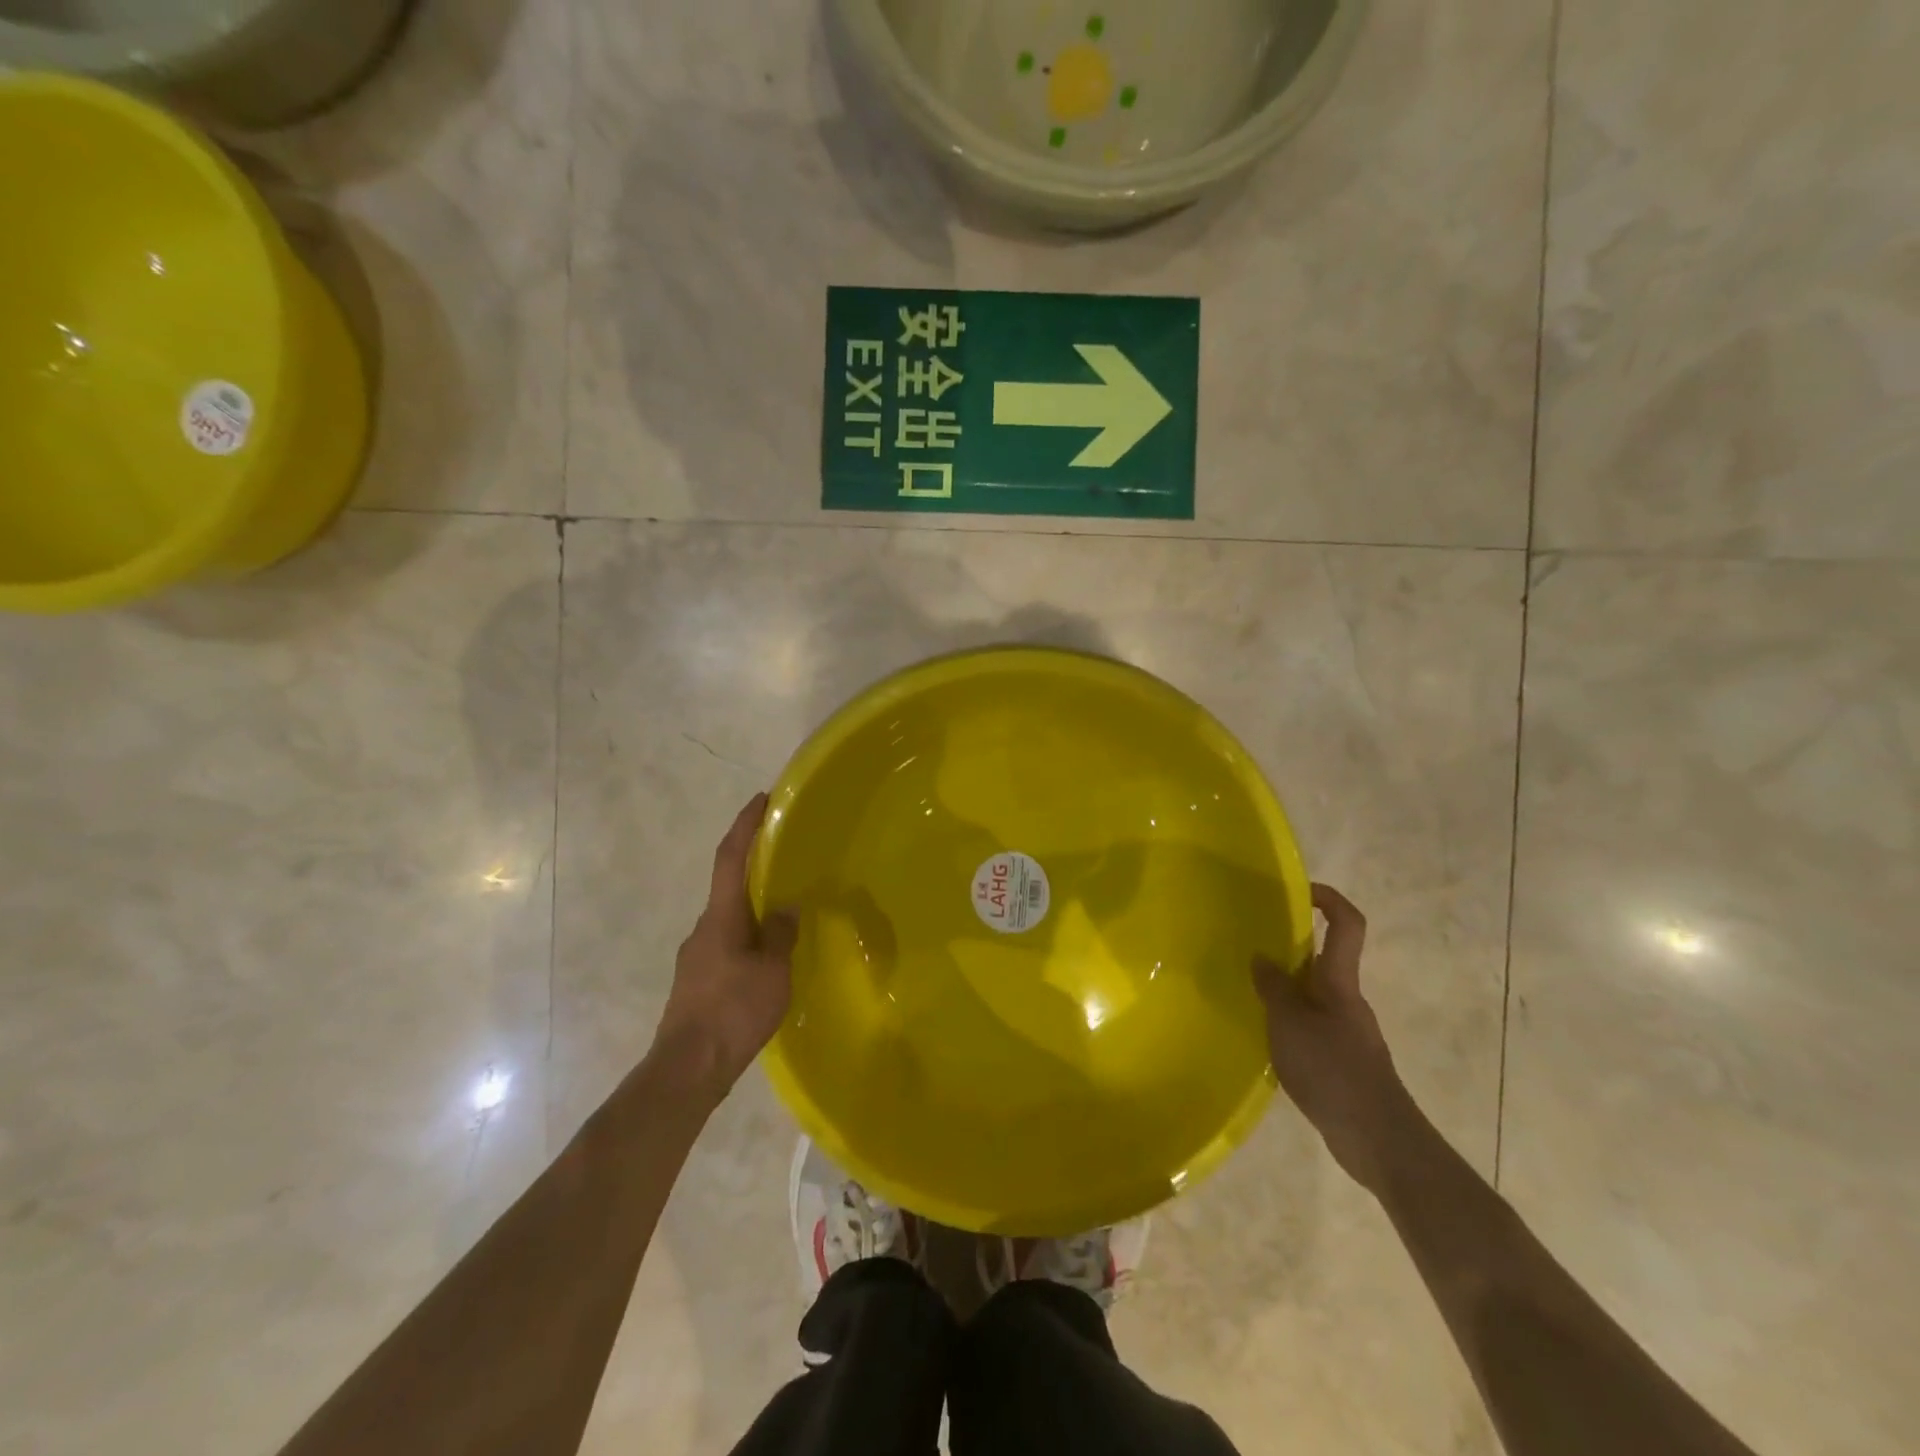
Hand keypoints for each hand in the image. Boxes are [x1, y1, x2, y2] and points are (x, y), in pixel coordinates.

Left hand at [654, 793, 797, 1095]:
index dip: (745, 825)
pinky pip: (728, 942)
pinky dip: (749, 935)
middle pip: (729, 885)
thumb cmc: (733, 1012)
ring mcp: (696, 955)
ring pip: (729, 918)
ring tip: (786, 911)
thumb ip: (781, 934)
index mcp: (721, 917)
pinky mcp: (697, 980)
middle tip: (786, 857)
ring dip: (753, 906)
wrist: (687, 1069)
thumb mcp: (772, 971)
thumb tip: (786, 908)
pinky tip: (769, 956)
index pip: (730, 857)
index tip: (761, 800)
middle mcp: (704, 928)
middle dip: (754, 865)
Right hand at [1254, 883, 1418, 1193]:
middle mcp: (1347, 999)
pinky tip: (1265, 1036)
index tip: (1300, 888)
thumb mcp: (1290, 1024)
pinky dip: (1289, 1019)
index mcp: (1339, 981)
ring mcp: (1347, 1030)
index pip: (1347, 924)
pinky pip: (1312, 1023)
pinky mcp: (1343, 1059)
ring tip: (1247, 991)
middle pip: (1325, 958)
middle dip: (1291, 945)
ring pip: (1314, 993)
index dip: (1329, 899)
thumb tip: (1262, 958)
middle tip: (1251, 941)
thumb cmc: (1333, 1070)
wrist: (1378, 1139)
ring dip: (1285, 986)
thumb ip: (1273, 988)